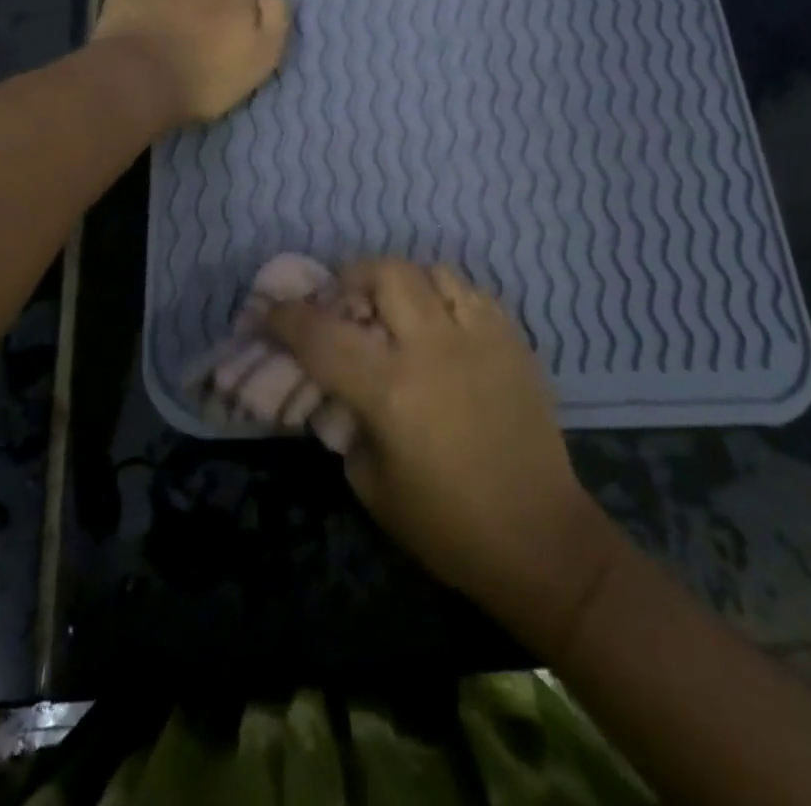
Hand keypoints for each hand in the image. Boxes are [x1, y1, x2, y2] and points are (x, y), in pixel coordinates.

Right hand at [264, 259, 618, 648]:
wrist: (540, 539)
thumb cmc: (448, 526)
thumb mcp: (371, 485)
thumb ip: (347, 425)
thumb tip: (339, 390)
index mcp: (391, 390)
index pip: (322, 335)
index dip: (286, 317)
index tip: (270, 311)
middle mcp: (434, 348)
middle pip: (385, 272)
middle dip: (352, 277)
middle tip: (345, 302)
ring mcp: (480, 337)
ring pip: (432, 271)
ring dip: (403, 284)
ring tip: (397, 310)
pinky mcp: (513, 341)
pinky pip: (472, 292)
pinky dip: (445, 297)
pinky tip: (442, 325)